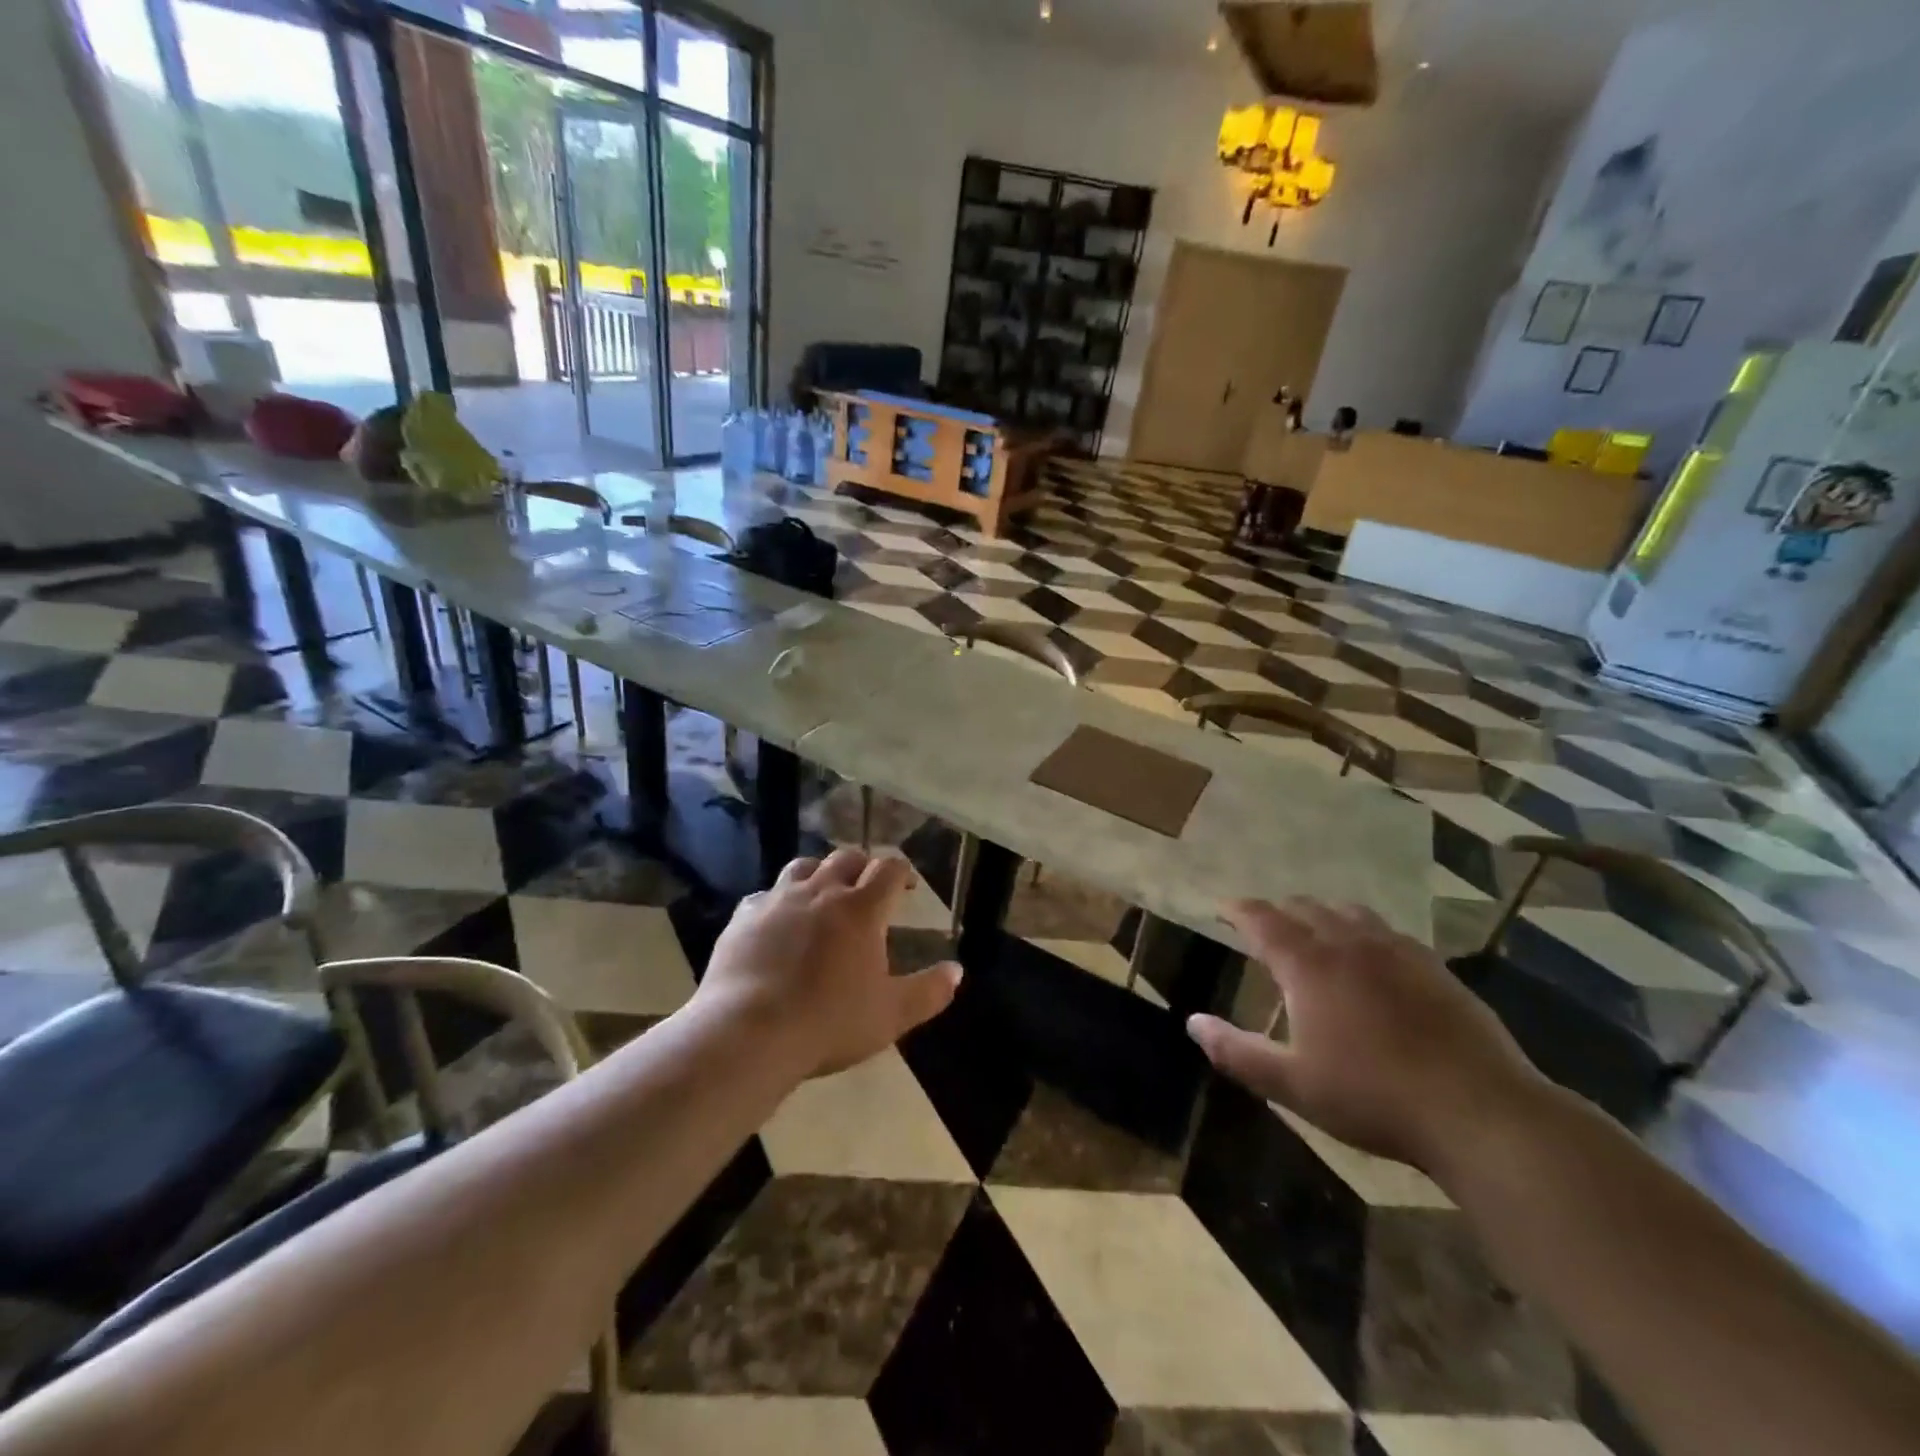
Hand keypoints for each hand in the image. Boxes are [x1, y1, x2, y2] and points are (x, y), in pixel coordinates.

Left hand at [697, 848, 961, 1078]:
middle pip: (846, 858)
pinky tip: (777, 921)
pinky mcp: (744, 916)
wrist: (748, 1032)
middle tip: (868, 887)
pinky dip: (779, 900)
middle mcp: (822, 891)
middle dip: (863, 866)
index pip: (888, 870)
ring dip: (820, 873)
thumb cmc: (828, 1023)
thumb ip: (928, 992)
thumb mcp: (890, 1016)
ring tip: (824, 893)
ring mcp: (778, 899)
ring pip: (804, 866)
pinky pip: (766, 895)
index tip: (906, 886)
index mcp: (861, 909)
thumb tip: (957, 971)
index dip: (902, 872)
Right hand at [1187, 898, 1547, 1172]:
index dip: (1239, 910)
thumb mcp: (1292, 1083)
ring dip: (1322, 914)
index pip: (1263, 920)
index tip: (1223, 907)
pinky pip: (1388, 931)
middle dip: (1279, 910)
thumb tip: (1193, 1023)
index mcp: (1309, 965)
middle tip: (1264, 924)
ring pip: (1349, 912)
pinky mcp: (1435, 968)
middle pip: (1306, 908)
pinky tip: (1372, 954)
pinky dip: (1364, 930)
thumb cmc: (1373, 1097)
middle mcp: (1349, 944)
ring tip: (1314, 929)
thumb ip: (1237, 1051)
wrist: (1480, 1111)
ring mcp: (1398, 952)